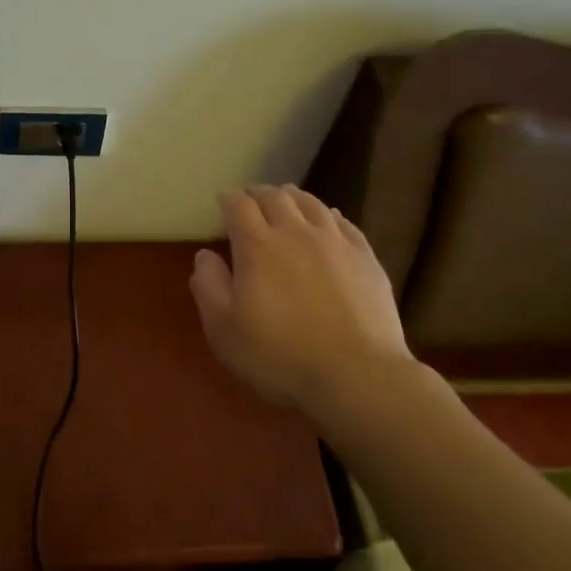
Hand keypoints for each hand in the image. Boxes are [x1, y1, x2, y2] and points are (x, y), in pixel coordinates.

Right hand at [189, 185, 413, 417]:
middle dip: (258, 193)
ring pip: (311, 204)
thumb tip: (205, 255)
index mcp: (257, 246)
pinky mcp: (366, 258)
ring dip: (293, 197)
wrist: (357, 376)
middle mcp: (296, 232)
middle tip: (250, 197)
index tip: (222, 201)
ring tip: (286, 198)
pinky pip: (344, 223)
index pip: (239, 206)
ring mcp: (335, 242)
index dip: (228, 199)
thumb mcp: (224, 330)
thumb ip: (208, 286)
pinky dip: (328, 214)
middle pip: (275, 197)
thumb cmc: (279, 356)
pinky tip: (328, 219)